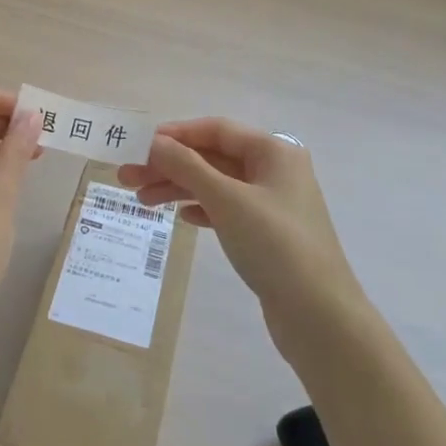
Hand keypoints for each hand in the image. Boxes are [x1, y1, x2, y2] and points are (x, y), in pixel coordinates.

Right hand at [118, 119, 365, 349]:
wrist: (319, 315)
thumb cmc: (275, 246)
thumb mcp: (227, 200)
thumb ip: (187, 166)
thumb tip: (154, 142)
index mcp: (274, 151)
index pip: (216, 130)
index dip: (175, 135)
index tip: (137, 145)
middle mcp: (275, 170)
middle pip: (213, 157)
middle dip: (170, 166)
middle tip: (127, 178)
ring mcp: (273, 203)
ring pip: (217, 185)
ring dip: (179, 188)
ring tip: (141, 202)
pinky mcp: (268, 233)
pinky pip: (227, 209)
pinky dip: (202, 209)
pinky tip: (181, 218)